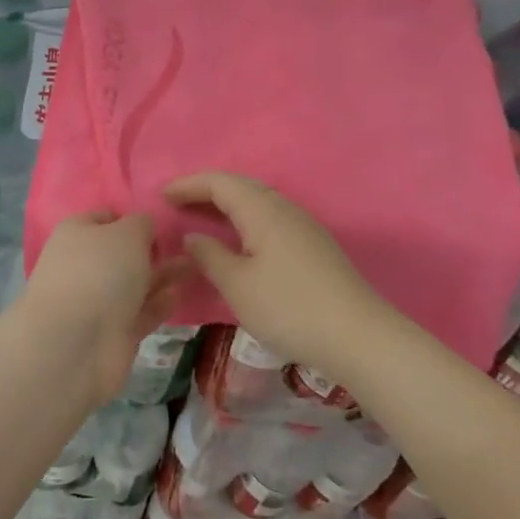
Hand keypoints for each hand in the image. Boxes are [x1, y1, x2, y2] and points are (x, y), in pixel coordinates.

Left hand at [19, 212, 192, 403]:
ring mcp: (96, 301)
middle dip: (152, 250)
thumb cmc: (100, 272)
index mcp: (77, 234)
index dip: (133, 218)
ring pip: (134, 283)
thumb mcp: (128, 232)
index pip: (106, 218)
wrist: (75, 345)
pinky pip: (140, 312)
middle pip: (122, 253)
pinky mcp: (112, 333)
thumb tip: (144, 227)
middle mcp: (83, 265)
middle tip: (189, 246)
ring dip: (162, 275)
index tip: (162, 222)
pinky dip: (158, 304)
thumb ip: (143, 223)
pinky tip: (178, 295)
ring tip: (195, 266)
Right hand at [163, 172, 391, 380]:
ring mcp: (303, 226)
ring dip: (228, 204)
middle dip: (207, 191)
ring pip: (259, 202)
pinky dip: (246, 219)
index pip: (220, 183)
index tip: (162, 195)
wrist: (357, 335)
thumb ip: (210, 256)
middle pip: (241, 186)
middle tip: (178, 203)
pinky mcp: (314, 245)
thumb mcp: (237, 286)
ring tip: (203, 219)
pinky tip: (240, 240)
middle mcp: (284, 208)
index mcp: (263, 210)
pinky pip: (270, 218)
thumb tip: (192, 236)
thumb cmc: (289, 307)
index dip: (189, 185)